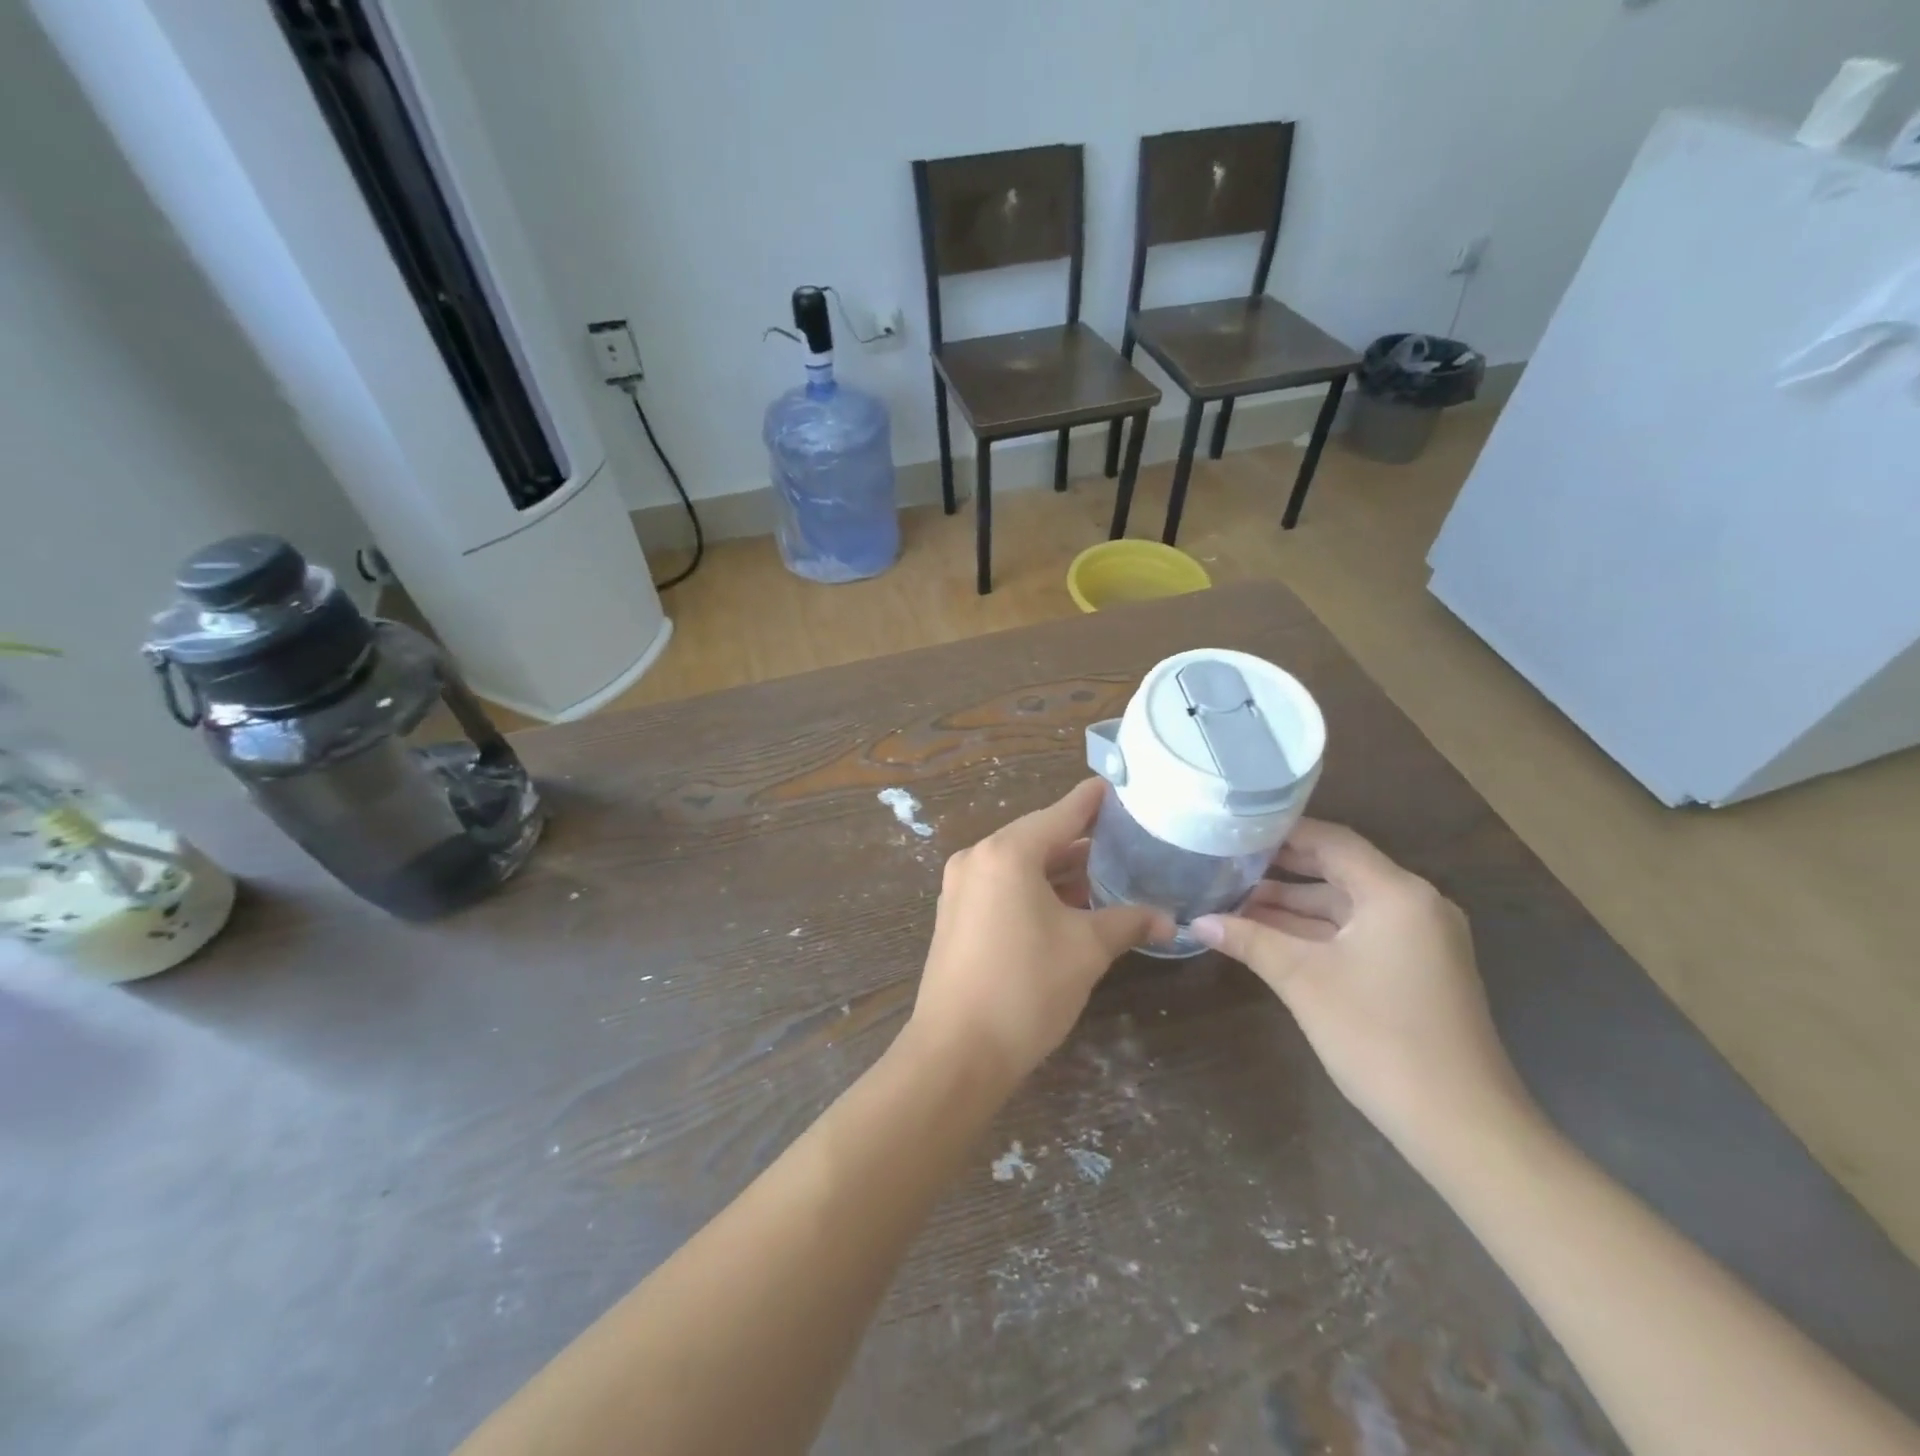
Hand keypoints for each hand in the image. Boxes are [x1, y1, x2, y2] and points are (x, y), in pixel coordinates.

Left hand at [909, 779, 1171, 1084]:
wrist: (956, 1052)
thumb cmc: (1025, 989)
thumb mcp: (1086, 950)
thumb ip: (1128, 923)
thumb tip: (1170, 919)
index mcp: (1007, 853)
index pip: (1062, 813)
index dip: (1095, 800)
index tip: (1122, 786)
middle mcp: (978, 858)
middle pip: (1039, 837)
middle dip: (1082, 840)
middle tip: (1127, 837)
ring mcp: (961, 886)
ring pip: (1021, 864)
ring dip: (1060, 869)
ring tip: (1107, 873)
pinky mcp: (957, 914)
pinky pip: (1003, 886)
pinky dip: (1036, 888)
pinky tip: (1069, 904)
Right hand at [1193, 819, 1538, 1162]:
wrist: (1461, 1125)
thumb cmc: (1378, 1037)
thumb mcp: (1303, 981)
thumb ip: (1250, 940)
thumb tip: (1196, 921)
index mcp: (1396, 894)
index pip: (1332, 841)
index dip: (1281, 832)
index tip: (1234, 830)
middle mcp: (1414, 905)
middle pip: (1339, 870)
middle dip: (1281, 870)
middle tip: (1226, 863)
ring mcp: (1419, 939)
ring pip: (1345, 906)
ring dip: (1294, 905)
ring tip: (1234, 900)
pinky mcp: (1416, 970)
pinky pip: (1358, 933)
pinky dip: (1316, 931)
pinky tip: (1270, 936)